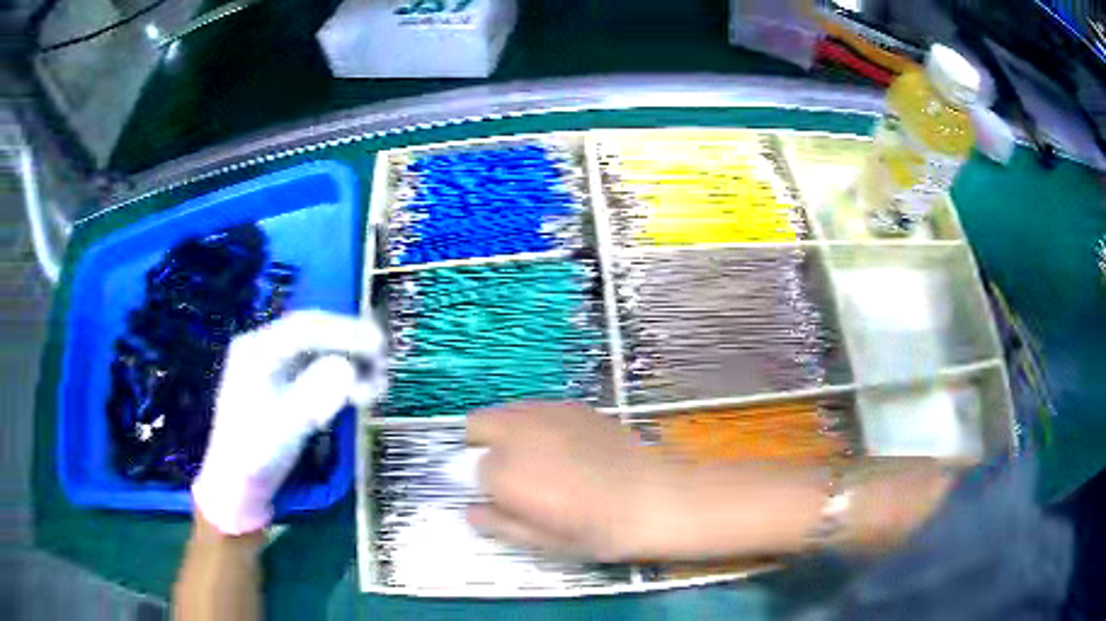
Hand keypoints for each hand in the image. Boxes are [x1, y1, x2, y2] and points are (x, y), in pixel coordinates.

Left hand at [193, 310, 386, 534]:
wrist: (239, 485)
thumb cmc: (254, 455)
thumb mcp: (282, 427)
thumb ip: (312, 395)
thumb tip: (348, 369)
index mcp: (257, 350)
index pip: (304, 328)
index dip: (344, 332)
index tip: (377, 346)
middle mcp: (267, 350)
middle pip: (315, 335)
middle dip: (351, 345)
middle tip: (384, 361)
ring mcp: (278, 368)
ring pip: (321, 353)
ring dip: (351, 364)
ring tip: (378, 385)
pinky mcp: (288, 387)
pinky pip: (320, 372)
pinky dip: (343, 381)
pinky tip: (360, 394)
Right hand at [466, 402, 669, 561]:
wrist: (655, 498)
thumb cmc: (597, 530)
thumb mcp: (543, 541)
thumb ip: (498, 523)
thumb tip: (471, 511)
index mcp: (505, 471)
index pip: (471, 468)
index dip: (483, 485)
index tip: (500, 497)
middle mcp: (518, 432)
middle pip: (477, 425)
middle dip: (481, 446)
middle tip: (508, 474)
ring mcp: (548, 413)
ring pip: (506, 411)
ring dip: (506, 431)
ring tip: (537, 459)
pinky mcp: (575, 406)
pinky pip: (538, 408)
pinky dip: (535, 424)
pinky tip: (565, 448)